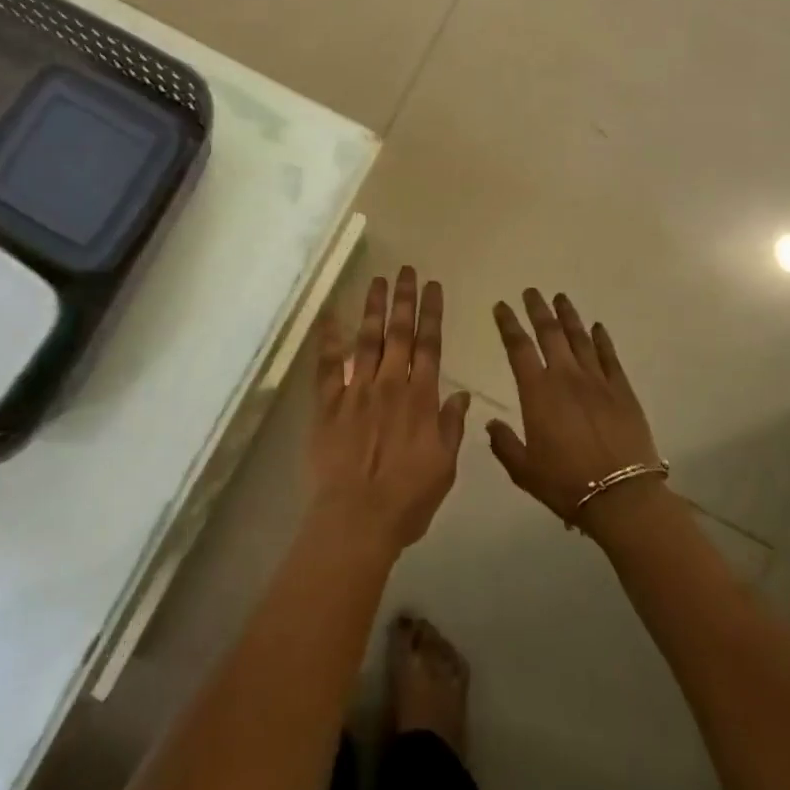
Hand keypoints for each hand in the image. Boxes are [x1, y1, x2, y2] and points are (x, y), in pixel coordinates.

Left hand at [309, 268, 471, 555]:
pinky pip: (327, 365)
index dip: (432, 313)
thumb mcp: (444, 468)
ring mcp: (356, 391)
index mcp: (421, 399)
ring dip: (373, 308)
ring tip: (377, 280)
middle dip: (404, 299)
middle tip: (406, 270)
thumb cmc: (407, 500)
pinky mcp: (328, 403)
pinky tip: (329, 316)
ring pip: (366, 340)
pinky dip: (328, 339)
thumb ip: (451, 427)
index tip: (434, 287)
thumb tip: (462, 394)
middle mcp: (390, 385)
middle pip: (399, 333)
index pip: (430, 345)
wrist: (357, 519)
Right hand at [487, 289, 665, 532]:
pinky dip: (602, 339)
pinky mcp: (622, 391)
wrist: (621, 497)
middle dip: (538, 309)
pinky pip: (609, 357)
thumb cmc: (566, 483)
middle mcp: (566, 377)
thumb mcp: (523, 470)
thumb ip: (504, 444)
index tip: (501, 306)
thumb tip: (491, 423)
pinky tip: (597, 327)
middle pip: (550, 333)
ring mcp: (597, 381)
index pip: (518, 348)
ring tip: (560, 297)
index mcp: (537, 392)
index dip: (508, 324)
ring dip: (568, 316)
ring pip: (580, 338)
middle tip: (531, 291)